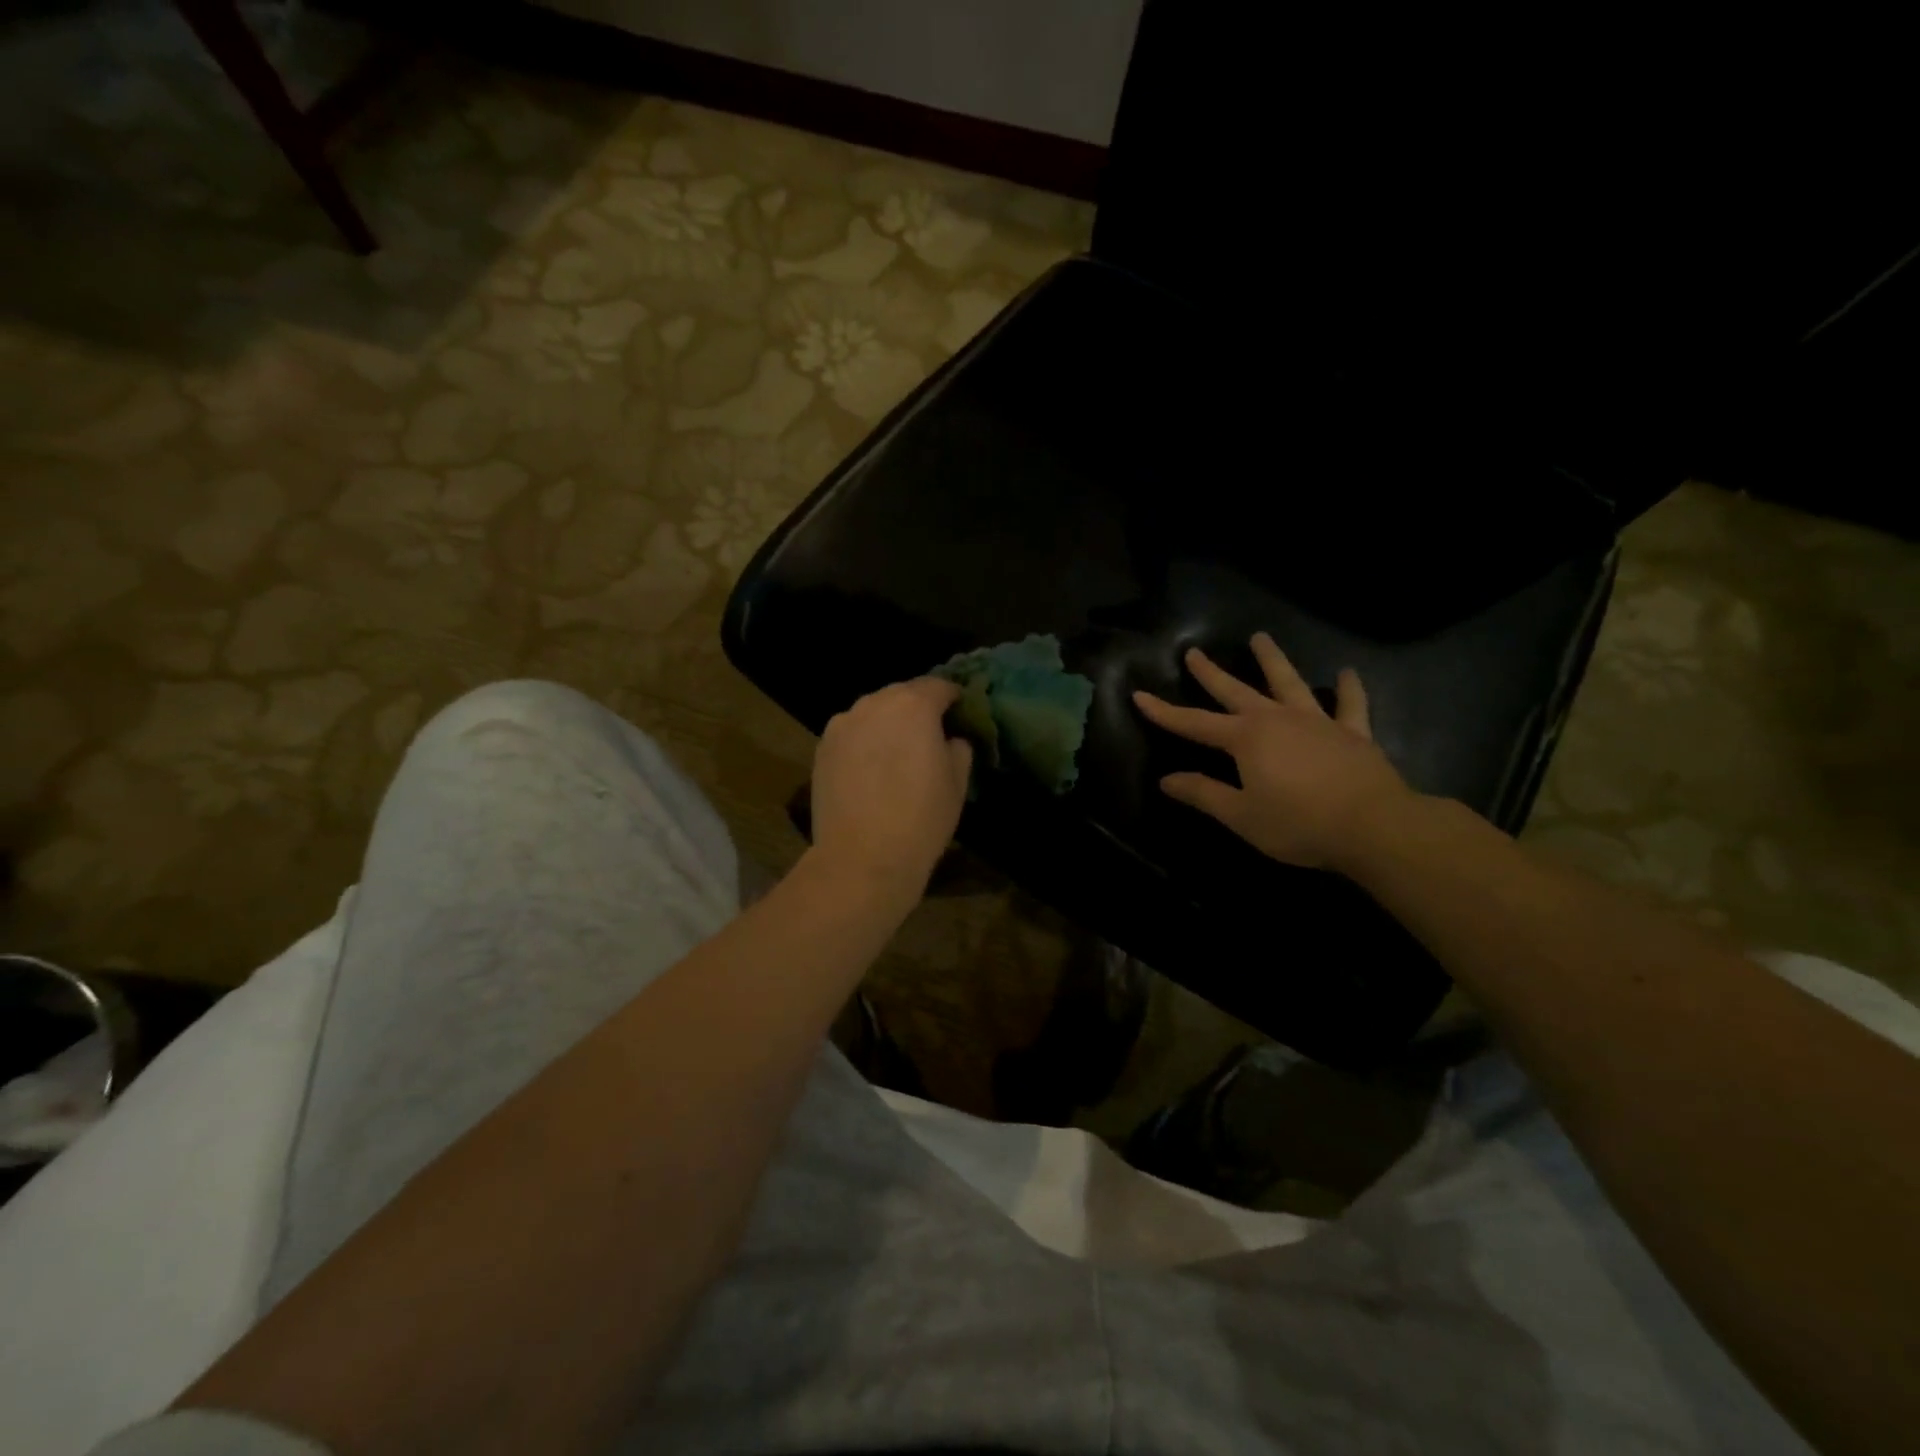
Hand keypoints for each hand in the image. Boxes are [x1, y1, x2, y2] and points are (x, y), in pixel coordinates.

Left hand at [810, 677, 973, 903]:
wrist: (862, 858)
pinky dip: (865, 741)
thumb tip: (950, 738)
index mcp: (914, 705)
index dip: (953, 698)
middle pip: (902, 694)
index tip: (961, 714)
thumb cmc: (921, 819)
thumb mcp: (957, 782)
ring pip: (874, 712)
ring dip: (889, 723)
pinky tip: (871, 769)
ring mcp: (843, 724)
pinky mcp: (822, 747)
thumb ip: (958, 747)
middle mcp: (874, 703)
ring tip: (897, 754)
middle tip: (930, 736)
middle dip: (919, 709)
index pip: (939, 686)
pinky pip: (852, 733)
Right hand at [1133, 634, 1415, 870]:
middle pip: (1236, 691)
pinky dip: (1348, 689)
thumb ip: (1203, 794)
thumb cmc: (1299, 823)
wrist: (1374, 826)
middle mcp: (1277, 720)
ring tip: (1261, 638)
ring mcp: (1317, 722)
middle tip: (1194, 652)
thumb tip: (1167, 779)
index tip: (1139, 695)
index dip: (1164, 712)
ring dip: (1273, 660)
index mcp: (1245, 739)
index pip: (1194, 723)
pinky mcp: (1352, 733)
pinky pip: (1350, 705)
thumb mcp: (1241, 815)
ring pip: (1289, 683)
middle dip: (1211, 673)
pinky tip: (1347, 673)